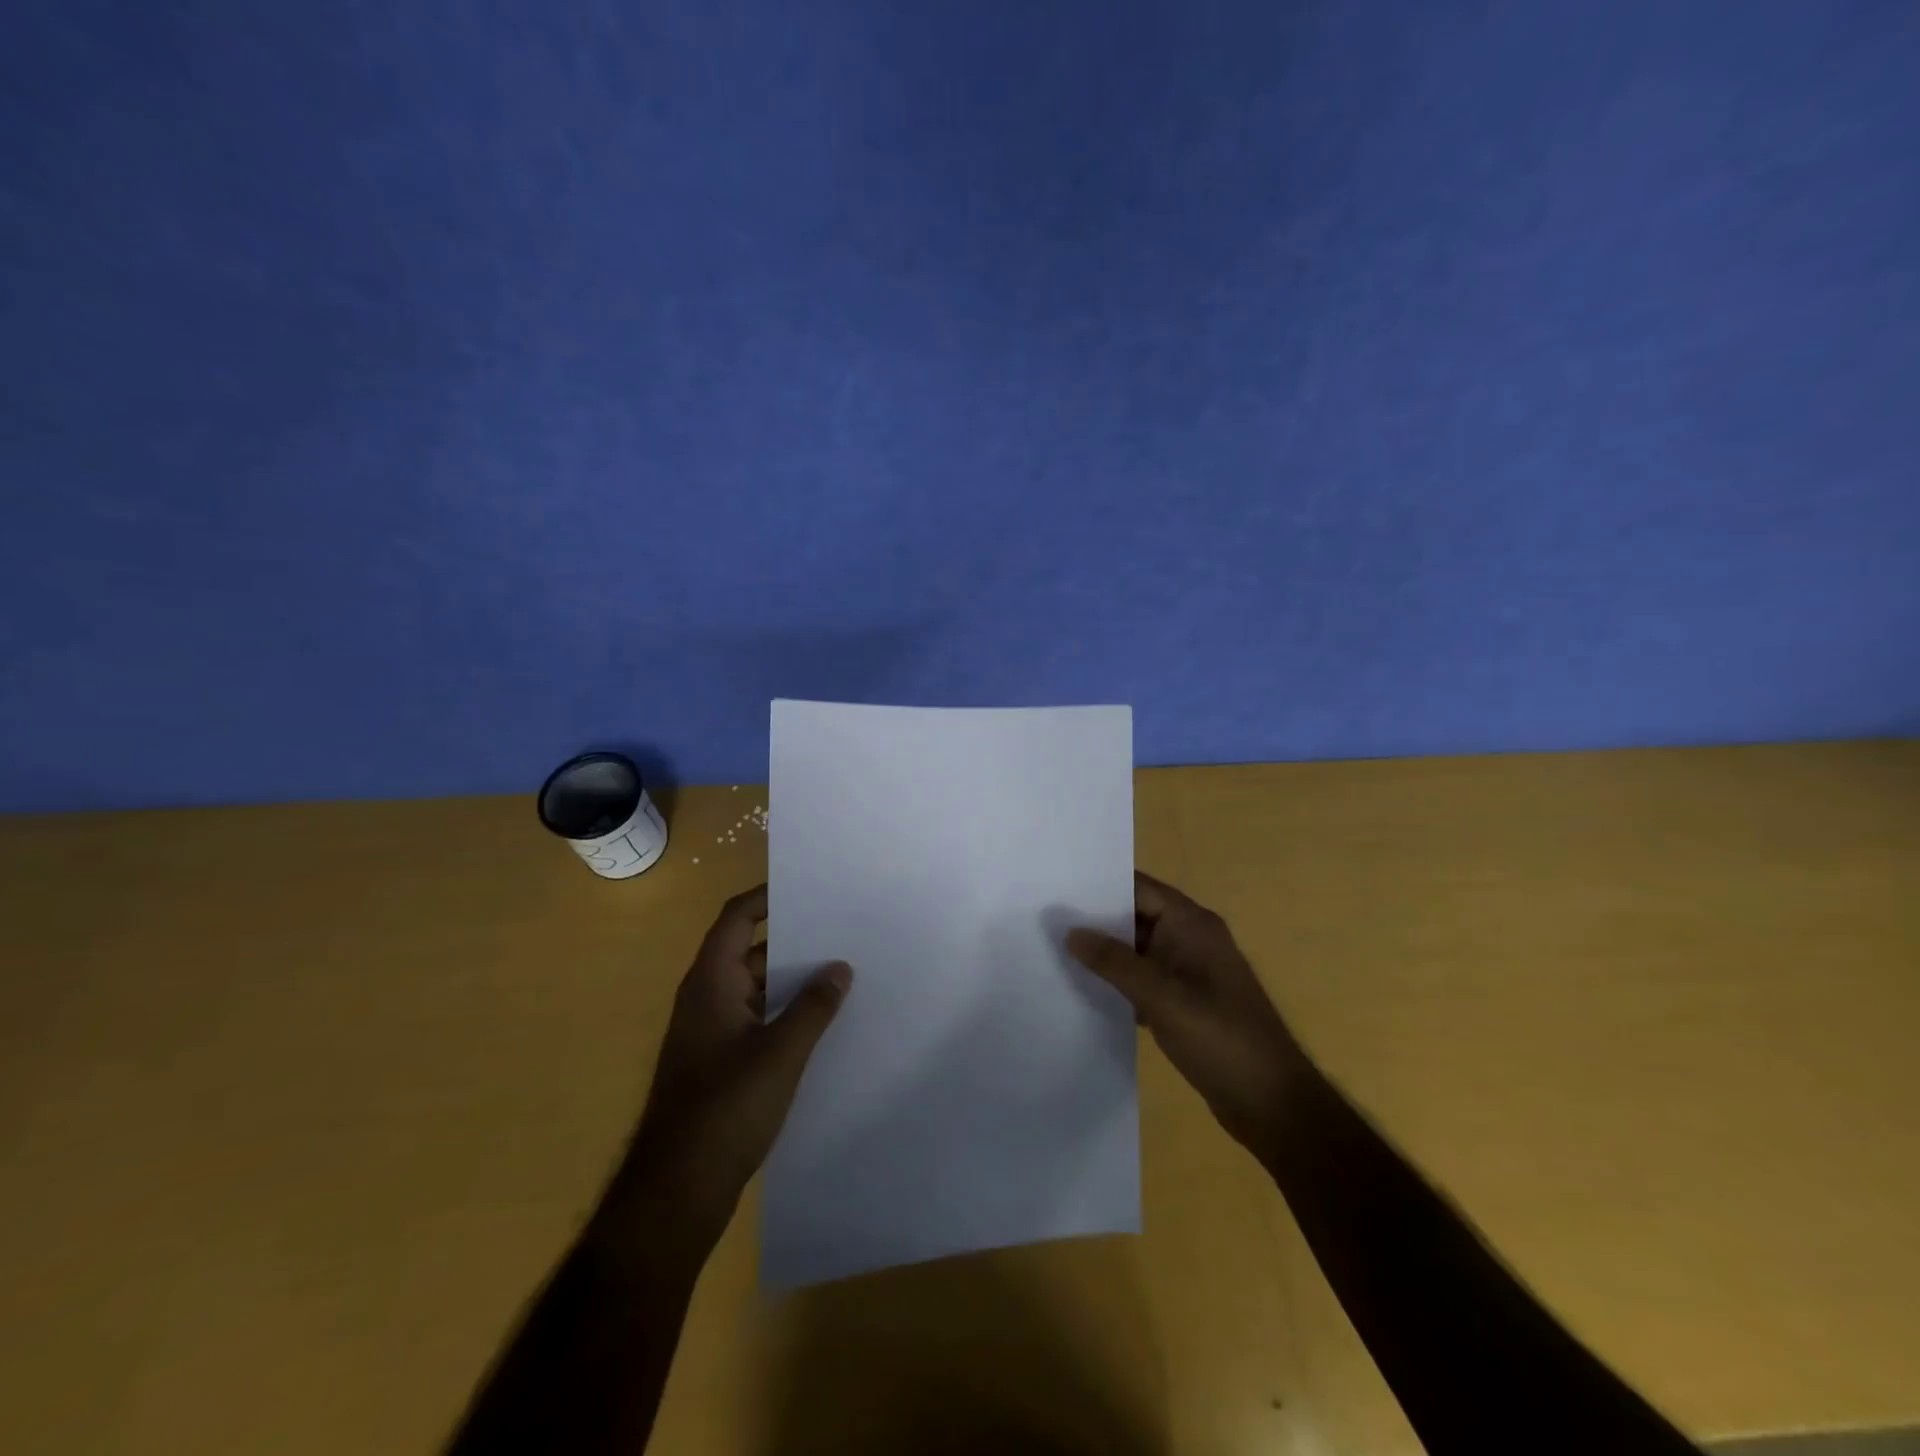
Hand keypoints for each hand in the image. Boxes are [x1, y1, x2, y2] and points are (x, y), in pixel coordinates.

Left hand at [610, 885, 851, 1250]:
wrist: (677, 1190)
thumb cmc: (725, 1109)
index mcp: (711, 982)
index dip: (767, 897)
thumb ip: (813, 1007)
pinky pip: (757, 1017)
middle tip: (841, 929)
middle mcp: (707, 997)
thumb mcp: (780, 1053)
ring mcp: (712, 1031)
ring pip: (756, 987)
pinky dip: (785, 1010)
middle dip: (793, 939)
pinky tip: (822, 1020)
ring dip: (793, 978)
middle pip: (750, 950)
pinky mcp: (720, 1061)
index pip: (737, 918)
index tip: (810, 888)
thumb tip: (839, 967)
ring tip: (842, 969)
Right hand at [1069, 872, 1300, 1161]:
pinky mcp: (1185, 1001)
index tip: (1057, 885)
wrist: (1271, 1102)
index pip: (1139, 888)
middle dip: (1096, 920)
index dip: (1100, 885)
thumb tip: (1071, 932)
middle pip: (1136, 916)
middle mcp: (1191, 938)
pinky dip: (1118, 981)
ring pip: (1137, 949)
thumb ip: (1114, 962)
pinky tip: (1084, 989)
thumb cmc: (1220, 1037)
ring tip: (1054, 950)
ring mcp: (1189, 971)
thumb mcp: (1161, 996)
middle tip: (1045, 919)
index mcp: (1192, 924)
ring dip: (1104, 953)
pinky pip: (1143, 978)